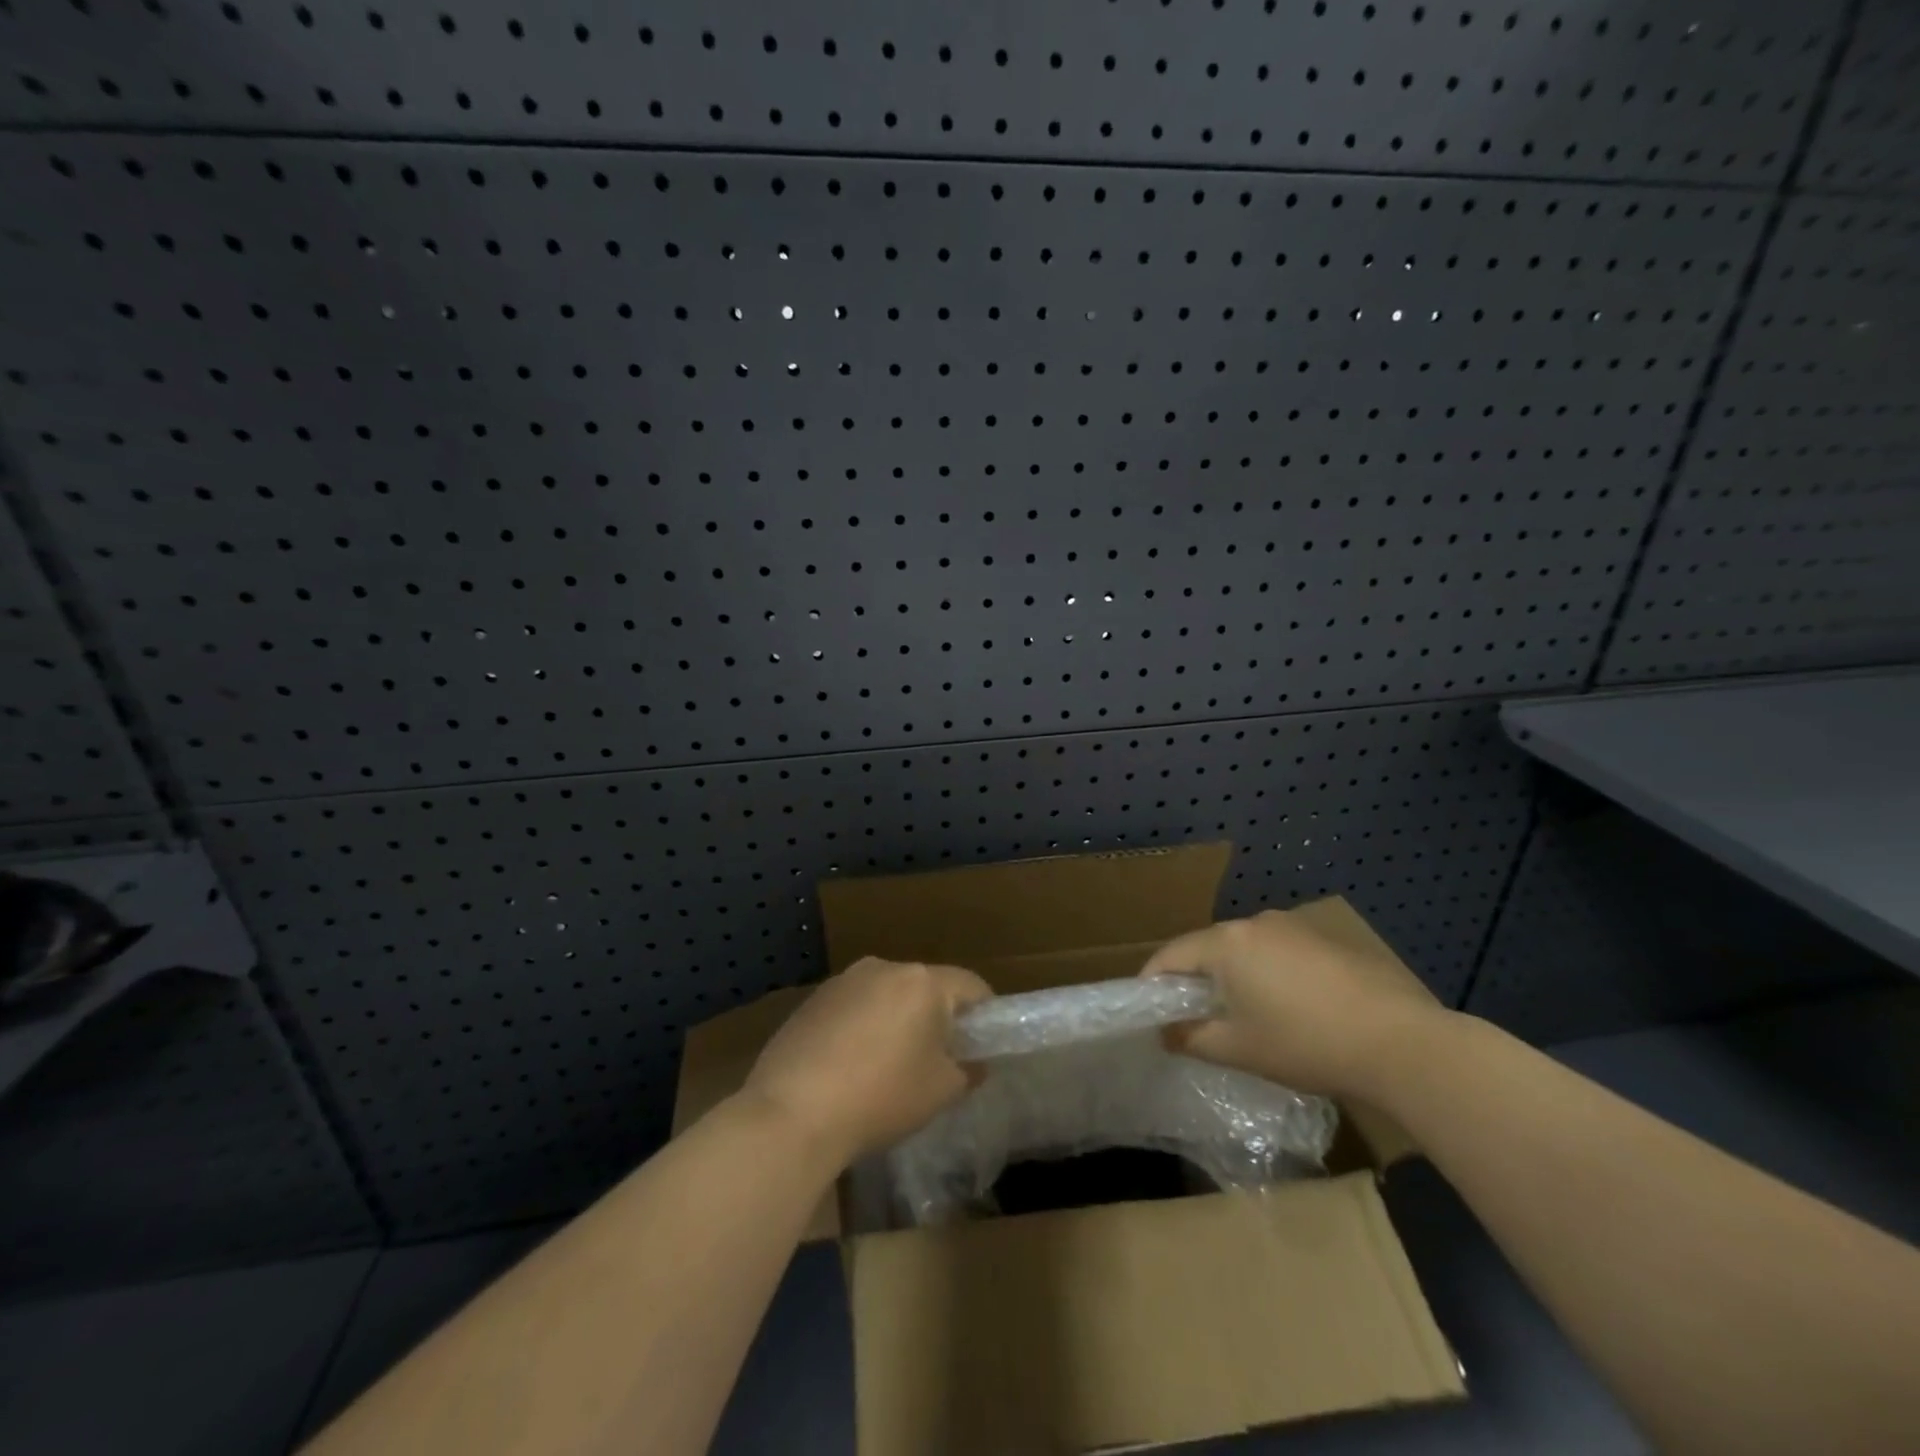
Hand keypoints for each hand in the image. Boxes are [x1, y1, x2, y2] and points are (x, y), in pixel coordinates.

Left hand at [741, 957, 991, 1166]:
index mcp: (922, 981)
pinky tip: (850, 1068)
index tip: (982, 1046)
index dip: (984, 1015)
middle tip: (938, 1061)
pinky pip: (854, 1007)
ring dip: (896, 1021)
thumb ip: (967, 1071)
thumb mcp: (940, 1091)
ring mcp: (843, 981)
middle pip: (925, 987)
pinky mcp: (812, 1000)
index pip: (970, 985)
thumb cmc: (881, 1097)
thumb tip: (974, 1063)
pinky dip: (862, 1028)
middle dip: (937, 1018)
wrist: (792, 1112)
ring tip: (889, 1067)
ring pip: (887, 995)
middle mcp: (884, 967)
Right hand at [1141, 909, 1450, 1099]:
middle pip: (1208, 947)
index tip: (1146, 1011)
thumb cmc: (1306, 1043)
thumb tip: (1164, 1033)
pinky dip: (1268, 973)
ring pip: (1245, 949)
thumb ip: (1191, 1038)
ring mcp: (1295, 927)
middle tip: (1190, 1016)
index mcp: (1227, 942)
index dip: (1152, 983)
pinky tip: (1288, 1007)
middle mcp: (1256, 923)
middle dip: (1194, 979)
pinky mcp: (1327, 940)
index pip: (1171, 955)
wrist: (1402, 1042)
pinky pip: (1279, 952)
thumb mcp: (1238, 1049)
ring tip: (1240, 1014)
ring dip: (1233, 975)